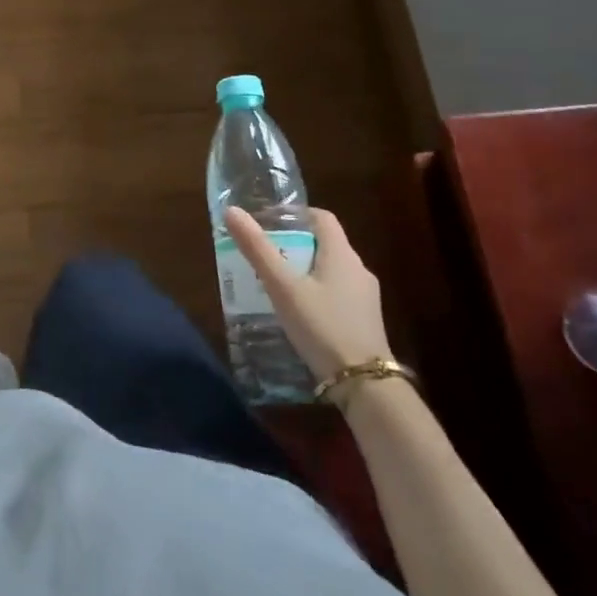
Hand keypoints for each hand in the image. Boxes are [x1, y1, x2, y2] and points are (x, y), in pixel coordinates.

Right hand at [224, 207, 390, 380]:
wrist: (363, 384)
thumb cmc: (322, 326)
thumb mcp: (282, 287)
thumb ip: (257, 249)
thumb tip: (231, 211)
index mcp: (342, 254)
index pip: (322, 217)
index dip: (295, 215)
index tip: (268, 222)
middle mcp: (358, 269)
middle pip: (324, 243)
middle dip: (293, 244)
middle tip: (263, 254)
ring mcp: (365, 296)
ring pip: (330, 270)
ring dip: (303, 269)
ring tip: (274, 282)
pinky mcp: (364, 319)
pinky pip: (336, 292)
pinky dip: (315, 291)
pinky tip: (297, 310)